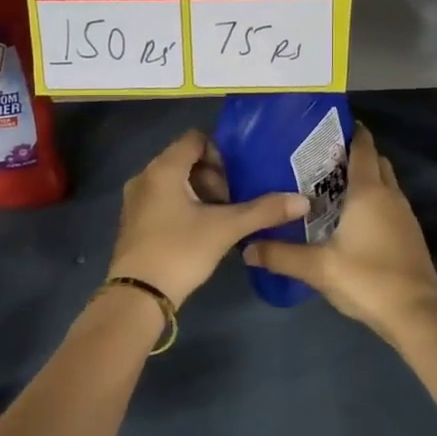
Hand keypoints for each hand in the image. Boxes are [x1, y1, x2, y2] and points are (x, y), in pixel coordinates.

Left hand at [108, 129, 307, 305]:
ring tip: (223, 215)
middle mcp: (145, 177)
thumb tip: (302, 200)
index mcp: (163, 169)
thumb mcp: (226, 228)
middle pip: (185, 160)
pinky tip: (202, 229)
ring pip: (175, 182)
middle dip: (213, 175)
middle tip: (234, 198)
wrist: (138, 296)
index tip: (239, 174)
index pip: (195, 139)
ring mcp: (136, 201)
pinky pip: (163, 200)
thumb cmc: (180, 251)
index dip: (221, 151)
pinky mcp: (135, 222)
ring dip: (200, 192)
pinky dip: (184, 206)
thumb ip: (263, 211)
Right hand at [242, 125, 436, 338]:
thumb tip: (246, 248)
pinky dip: (374, 202)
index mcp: (369, 192)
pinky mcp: (410, 235)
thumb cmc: (367, 279)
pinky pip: (390, 205)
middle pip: (377, 162)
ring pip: (386, 184)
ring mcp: (405, 216)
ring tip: (332, 188)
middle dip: (356, 155)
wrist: (416, 314)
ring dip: (366, 180)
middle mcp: (390, 196)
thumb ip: (281, 255)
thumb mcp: (318, 268)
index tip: (329, 127)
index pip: (363, 147)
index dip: (351, 132)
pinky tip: (352, 221)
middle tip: (323, 160)